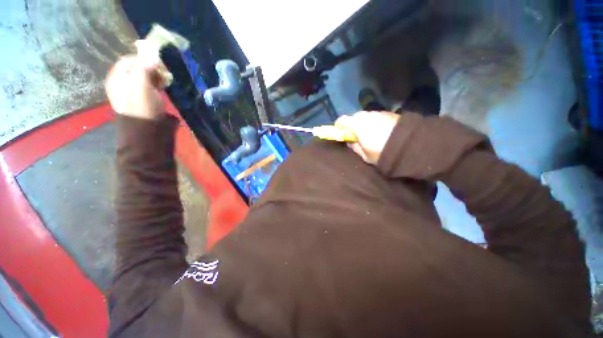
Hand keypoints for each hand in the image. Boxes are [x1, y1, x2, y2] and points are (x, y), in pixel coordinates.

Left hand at [105, 55, 164, 119]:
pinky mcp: (144, 101)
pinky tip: (164, 89)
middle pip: (136, 68)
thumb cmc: (143, 108)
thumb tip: (151, 54)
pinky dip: (157, 85)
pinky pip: (149, 87)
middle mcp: (123, 84)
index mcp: (117, 78)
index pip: (129, 60)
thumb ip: (144, 67)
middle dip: (151, 68)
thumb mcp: (142, 86)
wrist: (147, 133)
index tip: (158, 64)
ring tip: (166, 82)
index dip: (143, 59)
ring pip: (144, 78)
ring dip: (156, 77)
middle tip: (164, 74)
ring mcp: (134, 93)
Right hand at [335, 111, 399, 163]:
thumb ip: (355, 147)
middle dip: (352, 125)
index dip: (339, 126)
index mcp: (358, 125)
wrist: (411, 145)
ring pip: (366, 116)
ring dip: (365, 123)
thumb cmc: (383, 152)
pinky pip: (377, 116)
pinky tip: (382, 131)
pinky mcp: (390, 113)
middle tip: (356, 136)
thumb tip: (351, 142)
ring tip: (371, 133)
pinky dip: (375, 122)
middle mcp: (367, 115)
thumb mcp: (365, 156)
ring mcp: (379, 113)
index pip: (342, 120)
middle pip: (354, 117)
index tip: (340, 133)